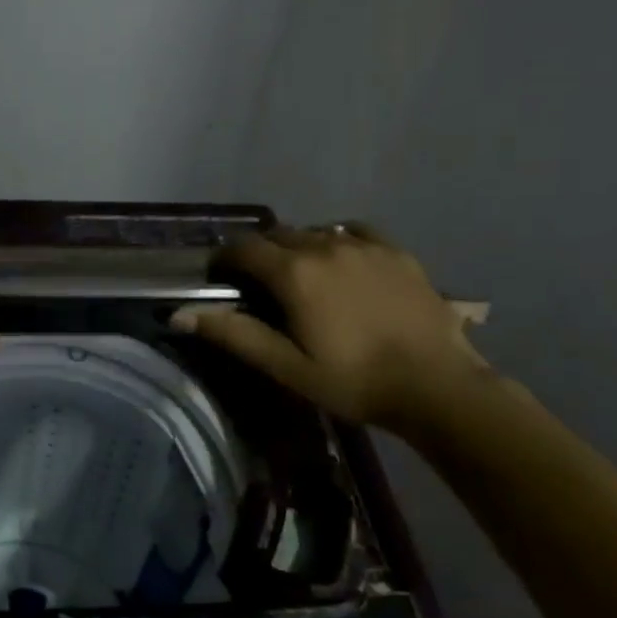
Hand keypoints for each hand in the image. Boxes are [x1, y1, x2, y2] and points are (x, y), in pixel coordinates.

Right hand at [171, 223, 486, 432]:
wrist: (436, 385)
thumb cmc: (353, 381)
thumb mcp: (287, 366)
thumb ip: (234, 334)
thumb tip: (180, 315)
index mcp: (294, 273)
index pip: (243, 249)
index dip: (224, 260)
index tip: (219, 278)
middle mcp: (324, 246)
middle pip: (277, 235)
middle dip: (259, 253)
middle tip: (258, 284)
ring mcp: (364, 245)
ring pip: (314, 232)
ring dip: (297, 248)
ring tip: (301, 277)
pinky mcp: (395, 251)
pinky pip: (353, 232)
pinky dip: (336, 241)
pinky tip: (341, 262)